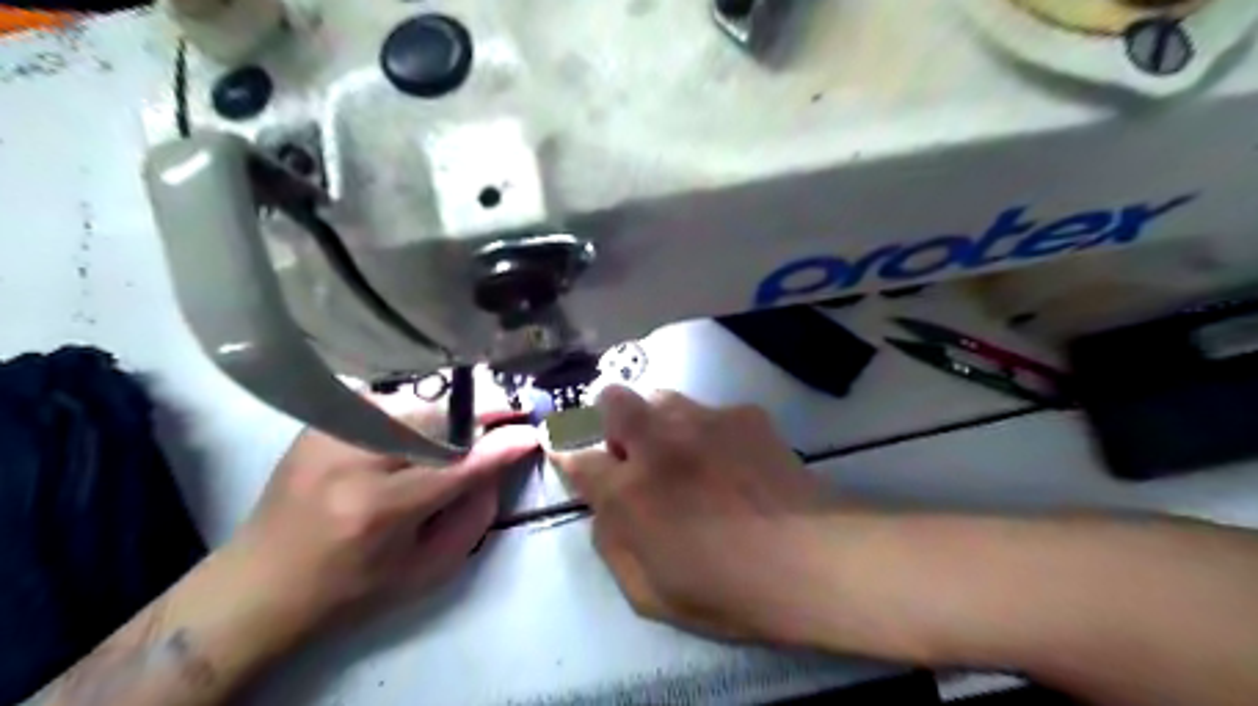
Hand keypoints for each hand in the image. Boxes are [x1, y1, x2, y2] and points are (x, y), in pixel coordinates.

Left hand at [233, 399, 536, 632]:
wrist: (260, 583)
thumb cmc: (352, 588)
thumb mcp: (426, 570)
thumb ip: (474, 516)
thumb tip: (500, 463)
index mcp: (380, 510)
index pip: (458, 464)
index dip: (501, 445)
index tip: (531, 432)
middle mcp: (352, 461)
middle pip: (437, 420)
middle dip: (478, 417)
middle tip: (504, 420)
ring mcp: (330, 434)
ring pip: (414, 405)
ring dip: (447, 415)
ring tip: (464, 427)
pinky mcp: (319, 423)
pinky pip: (385, 403)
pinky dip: (413, 413)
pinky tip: (419, 429)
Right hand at [551, 389, 838, 647]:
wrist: (811, 560)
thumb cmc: (727, 591)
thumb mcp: (649, 594)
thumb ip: (613, 544)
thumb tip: (605, 509)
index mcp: (629, 492)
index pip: (574, 455)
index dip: (563, 448)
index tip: (563, 445)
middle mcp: (658, 444)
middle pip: (612, 399)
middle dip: (610, 417)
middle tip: (632, 447)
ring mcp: (703, 421)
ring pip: (661, 396)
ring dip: (659, 420)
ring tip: (684, 450)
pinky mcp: (743, 414)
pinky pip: (711, 411)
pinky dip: (709, 429)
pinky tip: (734, 457)